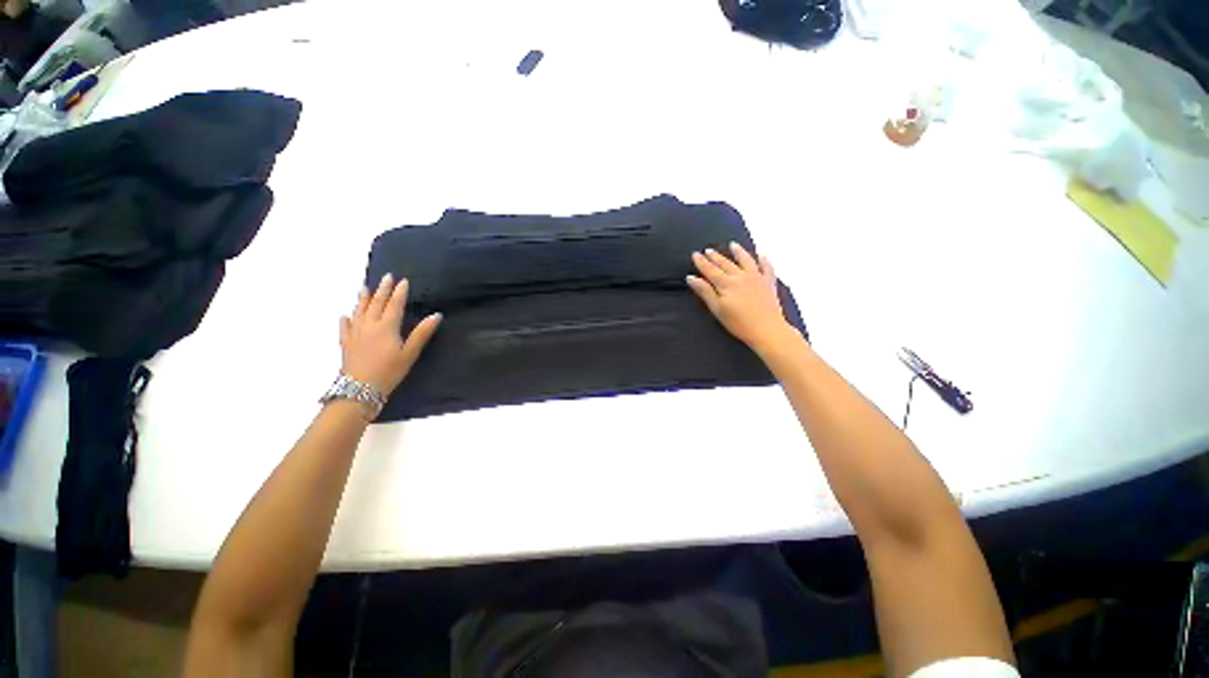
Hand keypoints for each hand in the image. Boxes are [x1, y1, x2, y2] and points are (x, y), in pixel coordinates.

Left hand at [340, 274, 441, 396]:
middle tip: (386, 276)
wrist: (360, 389)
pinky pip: (345, 327)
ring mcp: (355, 333)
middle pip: (376, 304)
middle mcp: (369, 325)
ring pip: (359, 311)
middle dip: (382, 289)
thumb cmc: (390, 371)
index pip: (394, 305)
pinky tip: (345, 316)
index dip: (400, 292)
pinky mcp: (346, 343)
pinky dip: (346, 320)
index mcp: (387, 327)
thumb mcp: (410, 352)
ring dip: (363, 298)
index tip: (403, 280)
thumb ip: (422, 333)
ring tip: (364, 287)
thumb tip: (436, 315)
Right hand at [687, 243, 794, 351]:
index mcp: (726, 284)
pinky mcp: (769, 283)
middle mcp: (741, 276)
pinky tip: (760, 255)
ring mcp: (757, 278)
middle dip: (715, 256)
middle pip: (726, 264)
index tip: (695, 254)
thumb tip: (691, 278)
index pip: (710, 270)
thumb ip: (705, 292)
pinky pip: (766, 267)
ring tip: (733, 245)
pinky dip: (763, 260)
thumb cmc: (739, 323)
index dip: (702, 262)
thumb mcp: (717, 309)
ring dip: (738, 252)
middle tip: (708, 250)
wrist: (767, 329)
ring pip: (746, 260)